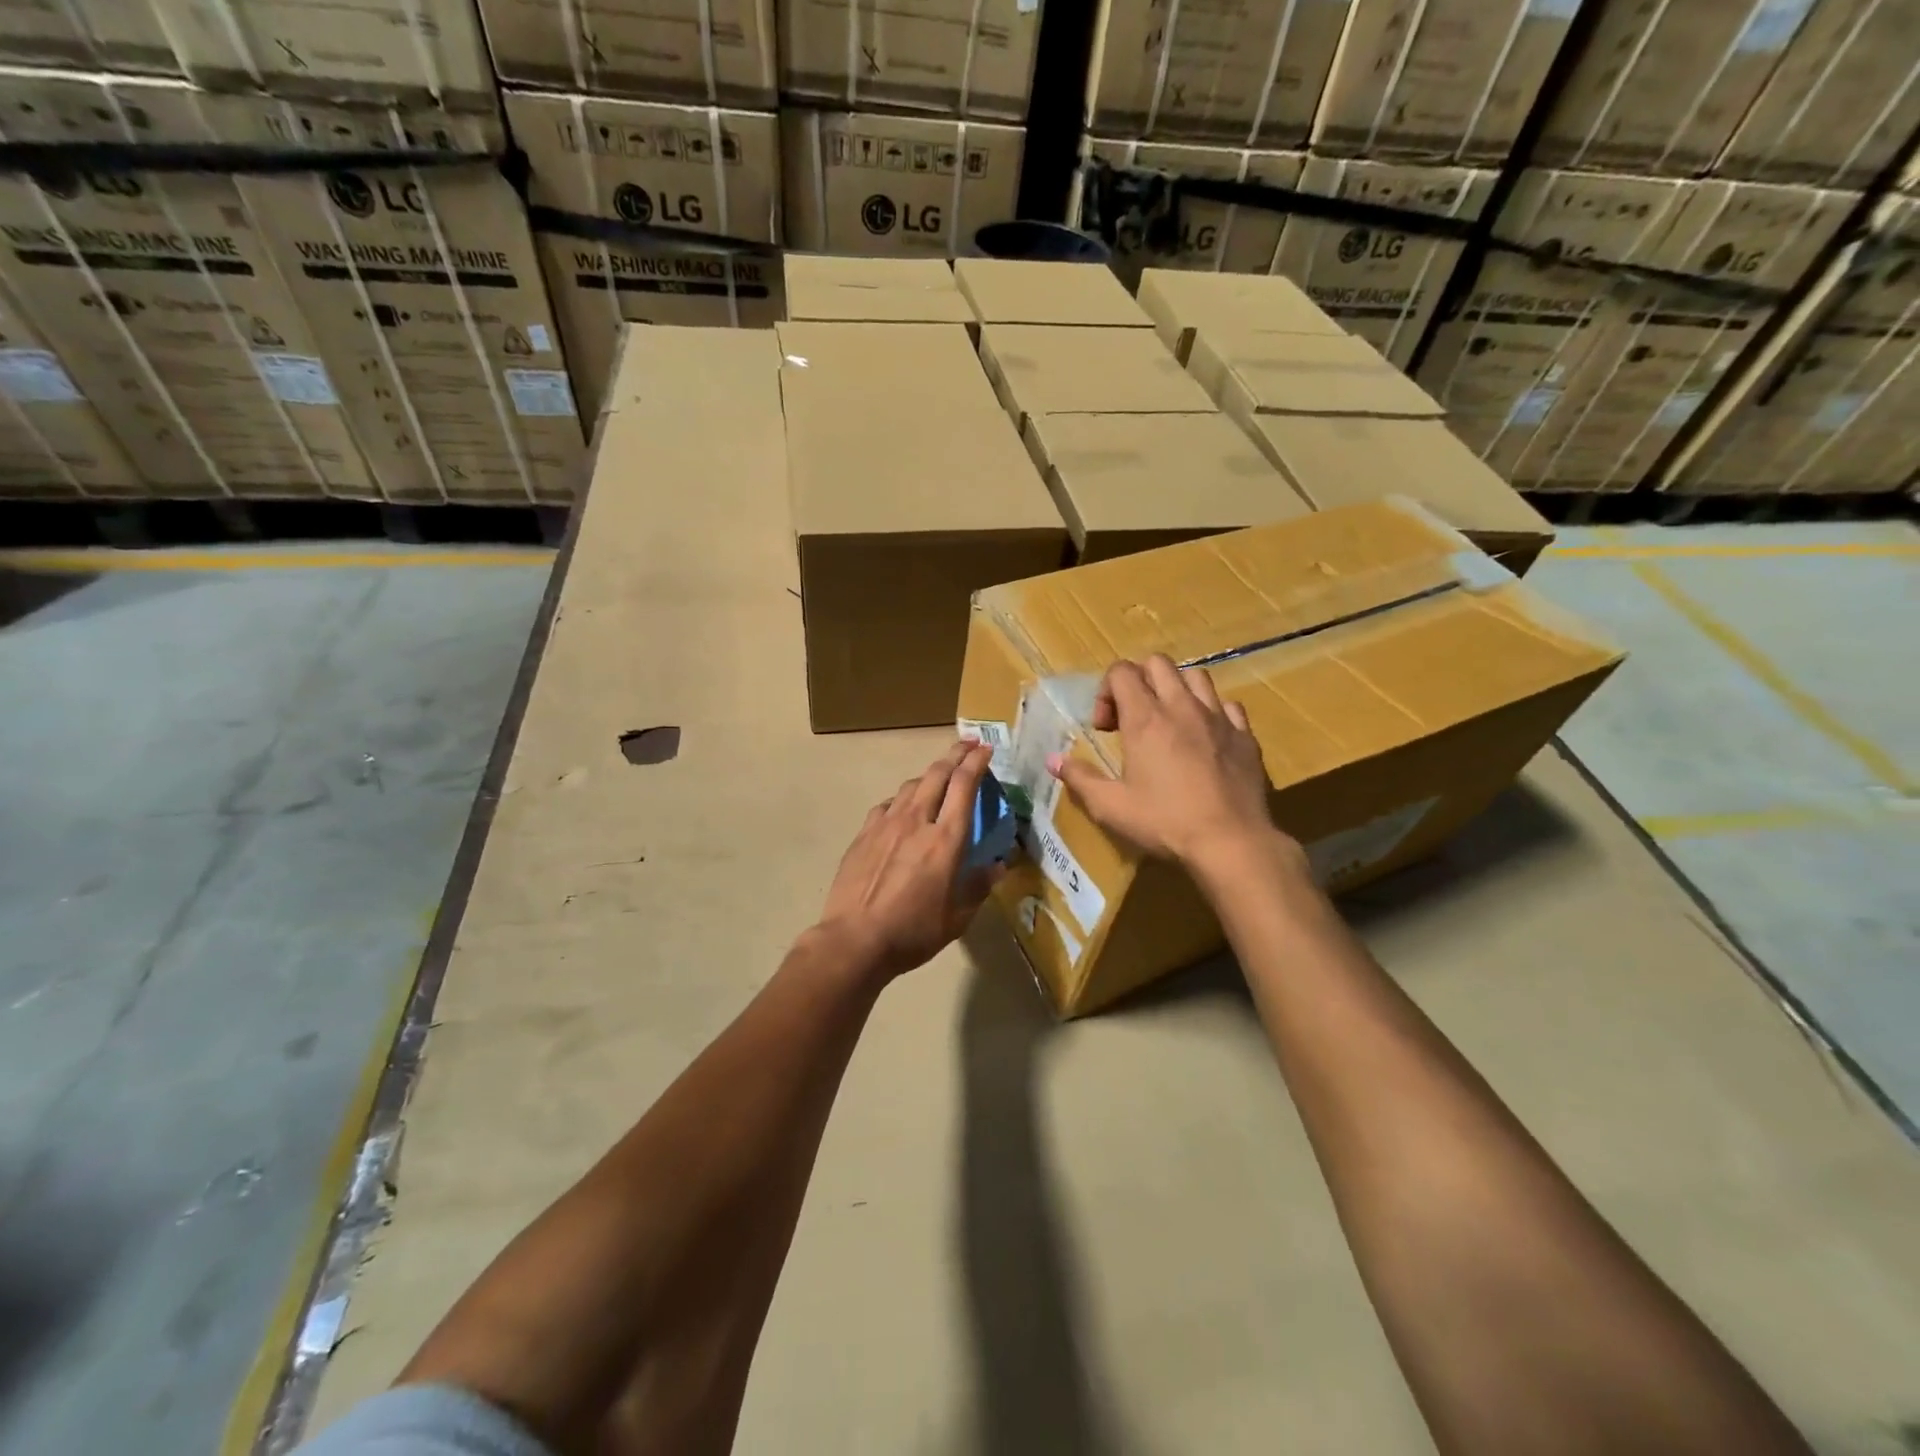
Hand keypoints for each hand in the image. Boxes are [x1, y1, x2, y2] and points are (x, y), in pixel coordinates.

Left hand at [815, 741, 999, 981]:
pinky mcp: (864, 834)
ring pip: (911, 785)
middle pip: (937, 774)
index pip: (964, 786)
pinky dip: (902, 799)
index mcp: (946, 839)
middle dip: (955, 754)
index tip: (986, 749)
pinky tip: (902, 809)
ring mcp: (886, 824)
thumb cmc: (913, 931)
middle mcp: (917, 821)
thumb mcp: (958, 917)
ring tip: (939, 776)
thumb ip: (979, 886)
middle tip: (968, 745)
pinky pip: (887, 805)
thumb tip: (998, 866)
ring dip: (929, 774)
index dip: (977, 763)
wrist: (855, 939)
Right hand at [1047, 655, 1283, 867]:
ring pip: (1196, 676)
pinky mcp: (1245, 735)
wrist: (1230, 842)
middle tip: (1132, 718)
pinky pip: (1228, 705)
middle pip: (1158, 663)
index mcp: (1145, 719)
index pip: (1121, 671)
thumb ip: (1080, 778)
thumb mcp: (1110, 807)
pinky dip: (1212, 712)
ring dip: (1176, 689)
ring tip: (1170, 721)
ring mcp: (1218, 718)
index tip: (1105, 728)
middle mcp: (1182, 707)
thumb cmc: (1164, 822)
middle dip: (1139, 681)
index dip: (1106, 691)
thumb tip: (1054, 760)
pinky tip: (1206, 737)